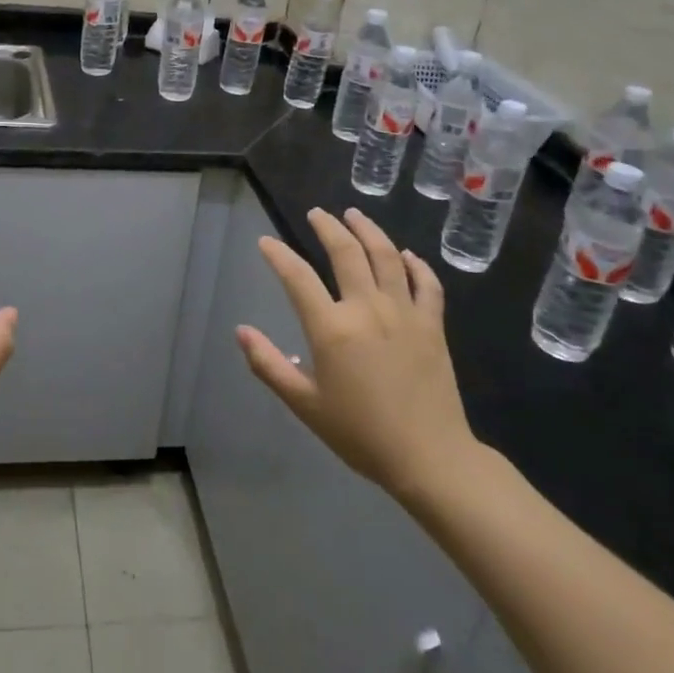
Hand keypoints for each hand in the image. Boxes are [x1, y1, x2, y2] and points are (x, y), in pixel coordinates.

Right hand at [237, 206, 482, 513]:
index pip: (298, 277)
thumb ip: (269, 365)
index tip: (266, 242)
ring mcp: (404, 313)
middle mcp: (367, 309)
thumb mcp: (305, 405)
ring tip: (355, 215)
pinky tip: (406, 255)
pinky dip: (416, 264)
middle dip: (328, 227)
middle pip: (346, 253)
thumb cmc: (361, 434)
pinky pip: (426, 284)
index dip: (278, 255)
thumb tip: (241, 331)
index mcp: (332, 329)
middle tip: (317, 213)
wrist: (429, 459)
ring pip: (386, 257)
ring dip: (368, 230)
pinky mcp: (432, 325)